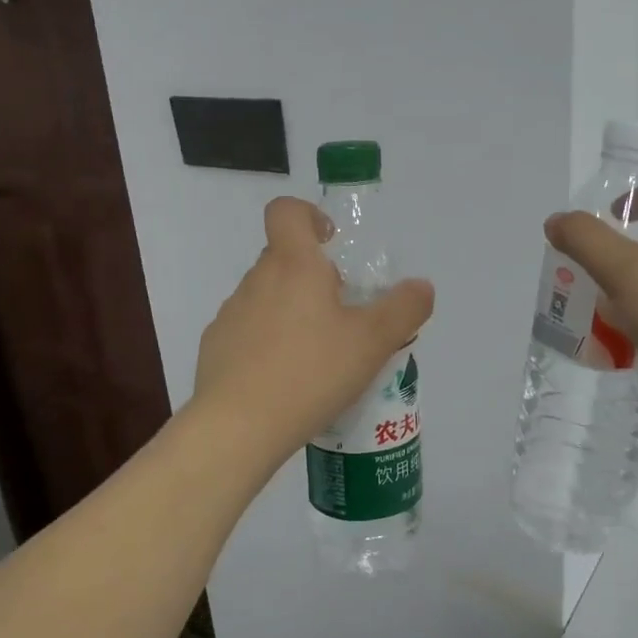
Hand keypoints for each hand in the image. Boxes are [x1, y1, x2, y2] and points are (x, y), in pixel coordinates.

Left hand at [194, 197, 434, 458]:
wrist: (237, 427)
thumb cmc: (310, 373)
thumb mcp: (373, 342)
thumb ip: (403, 309)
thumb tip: (421, 286)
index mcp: (293, 265)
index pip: (286, 211)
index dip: (309, 215)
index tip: (331, 244)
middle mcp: (257, 280)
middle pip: (283, 258)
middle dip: (313, 277)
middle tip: (342, 316)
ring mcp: (230, 314)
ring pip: (266, 297)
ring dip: (291, 312)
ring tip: (316, 357)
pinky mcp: (215, 348)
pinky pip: (247, 331)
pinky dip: (267, 343)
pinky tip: (284, 380)